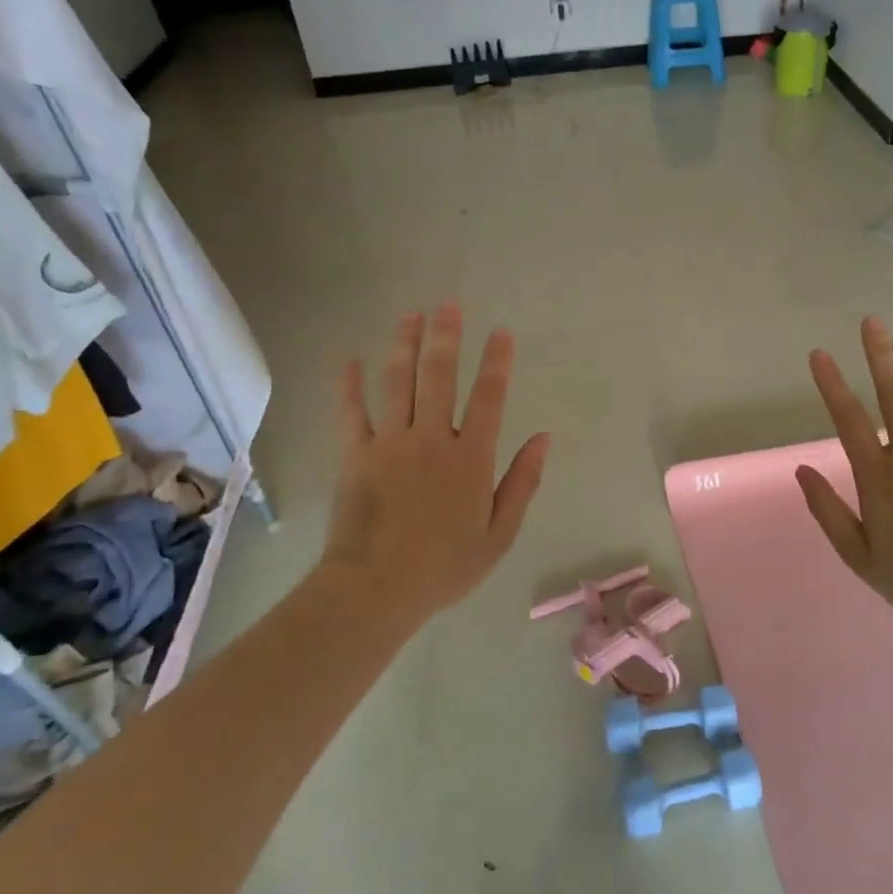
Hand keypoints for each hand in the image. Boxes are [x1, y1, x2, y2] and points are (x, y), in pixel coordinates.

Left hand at [322, 305, 551, 626]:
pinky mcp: (355, 455)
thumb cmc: (445, 565)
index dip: (496, 362)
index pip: (488, 398)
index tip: (501, 332)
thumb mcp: (500, 533)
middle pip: (439, 377)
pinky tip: (349, 359)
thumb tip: (543, 438)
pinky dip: (349, 385)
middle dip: (446, 337)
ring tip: (410, 315)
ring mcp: (390, 443)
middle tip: (449, 304)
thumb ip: (522, 482)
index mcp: (470, 458)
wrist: (376, 589)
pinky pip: (351, 412)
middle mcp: (431, 439)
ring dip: (404, 346)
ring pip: (397, 383)